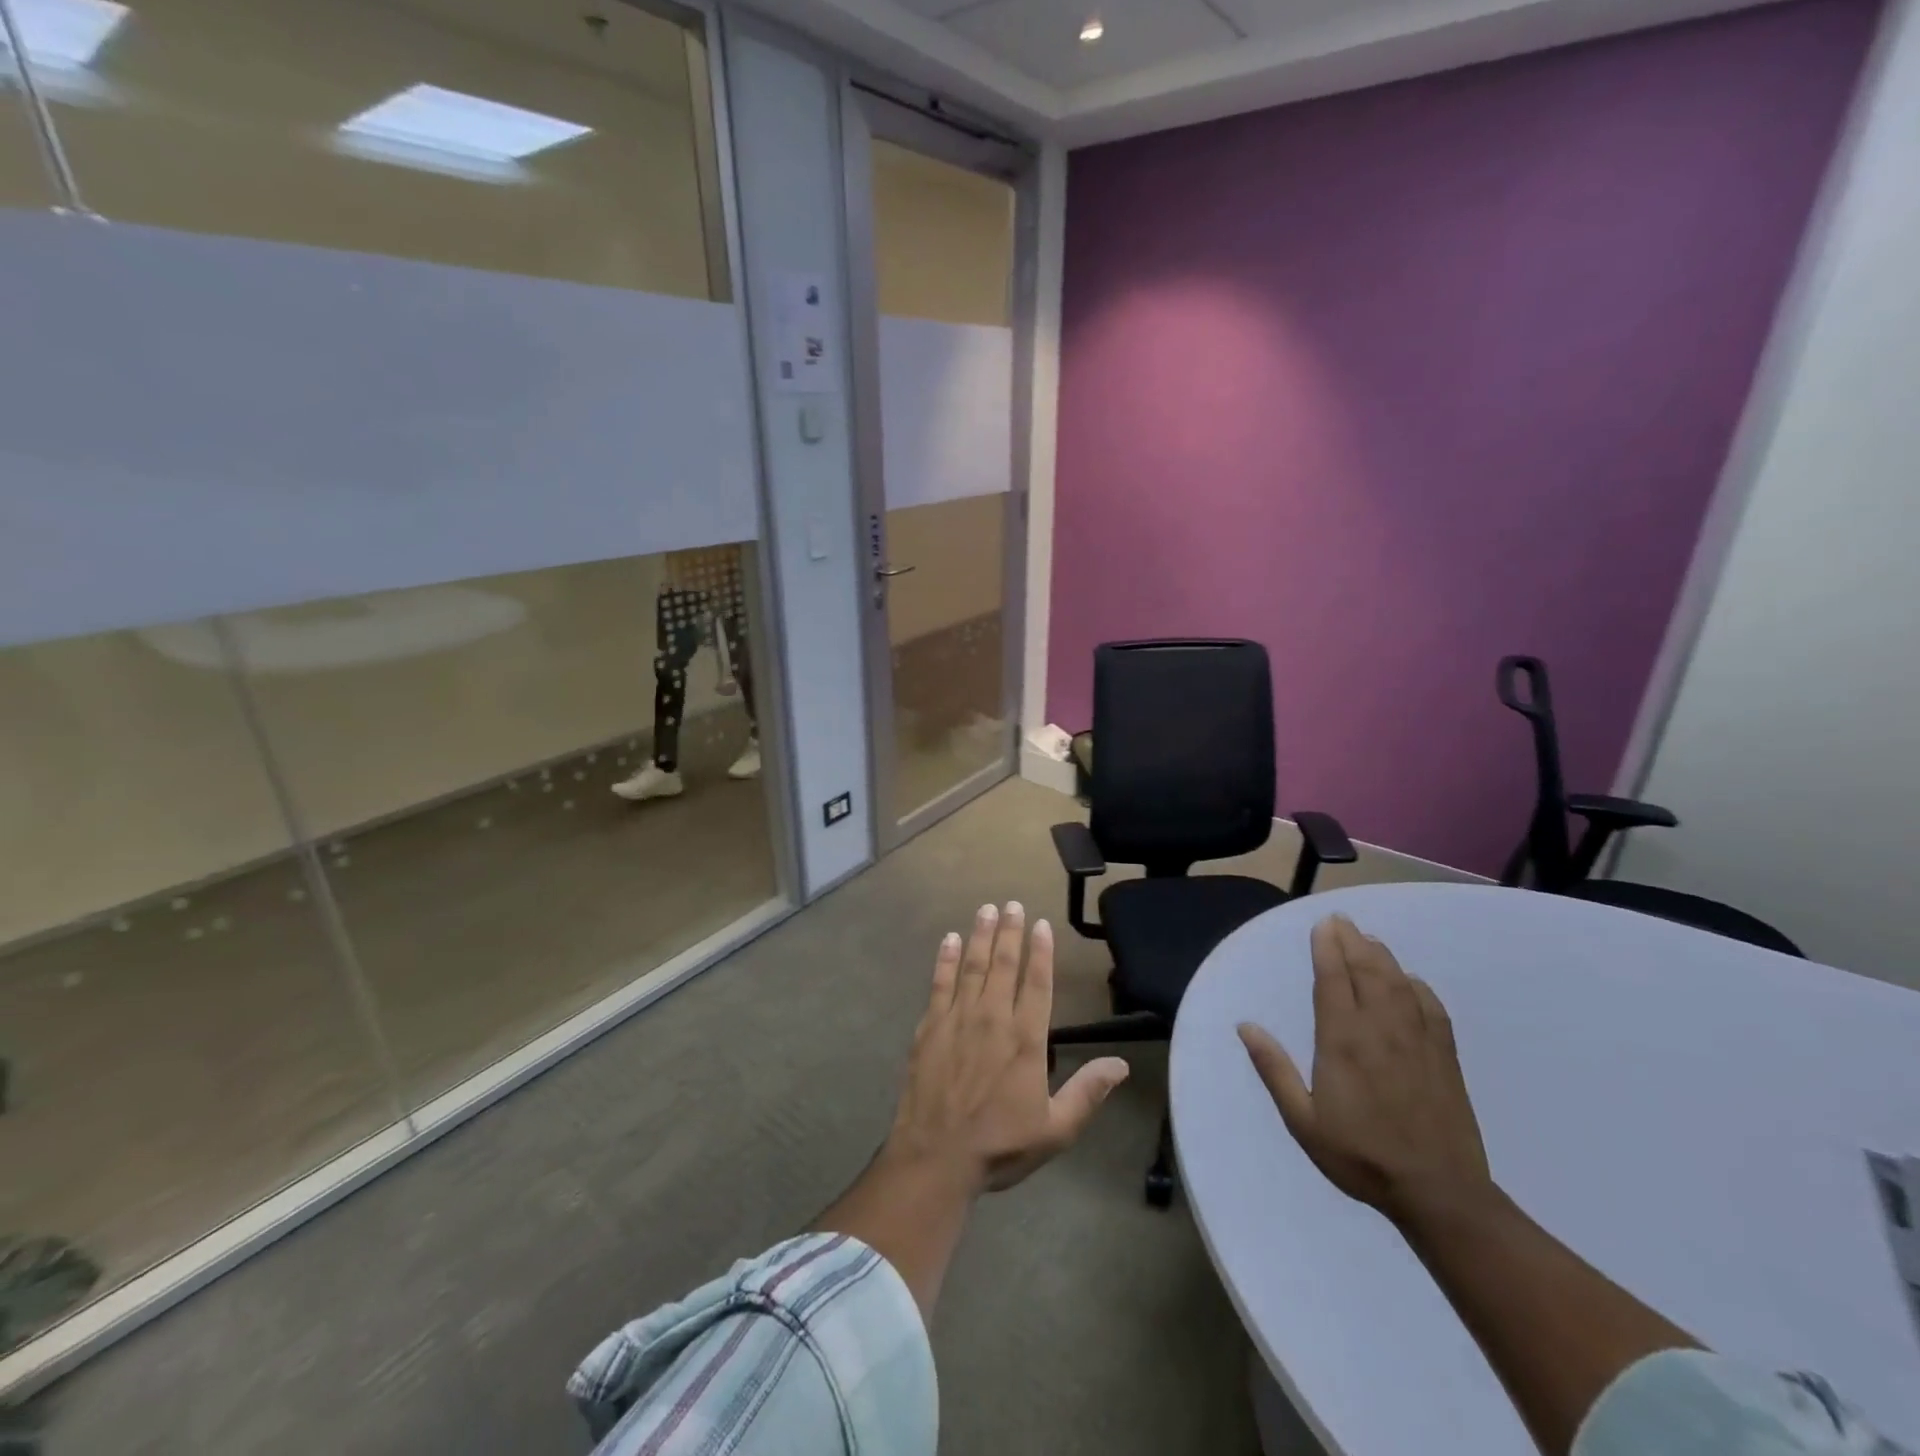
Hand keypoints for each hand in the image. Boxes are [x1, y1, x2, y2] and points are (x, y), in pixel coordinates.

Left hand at [885, 903, 1128, 1195]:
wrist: (935, 1157)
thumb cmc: (1000, 1145)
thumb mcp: (1055, 1129)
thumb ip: (1087, 1092)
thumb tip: (1122, 1064)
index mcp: (1026, 1040)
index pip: (1037, 984)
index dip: (1041, 951)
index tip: (1041, 924)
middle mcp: (993, 1019)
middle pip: (1004, 965)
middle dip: (1010, 932)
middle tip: (1013, 903)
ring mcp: (957, 1019)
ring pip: (972, 966)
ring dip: (980, 936)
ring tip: (986, 909)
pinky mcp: (930, 1027)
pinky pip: (939, 983)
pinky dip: (945, 959)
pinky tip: (949, 940)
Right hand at [1237, 914, 1491, 1222]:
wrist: (1438, 1193)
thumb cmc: (1360, 1156)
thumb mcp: (1302, 1120)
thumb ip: (1274, 1069)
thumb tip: (1245, 1026)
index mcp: (1342, 1041)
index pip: (1333, 980)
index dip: (1327, 948)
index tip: (1322, 925)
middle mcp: (1380, 1030)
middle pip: (1366, 971)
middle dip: (1352, 941)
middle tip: (1341, 920)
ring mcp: (1417, 1041)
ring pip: (1398, 983)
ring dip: (1382, 956)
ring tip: (1369, 939)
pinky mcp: (1445, 1057)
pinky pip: (1432, 1008)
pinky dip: (1418, 986)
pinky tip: (1410, 980)